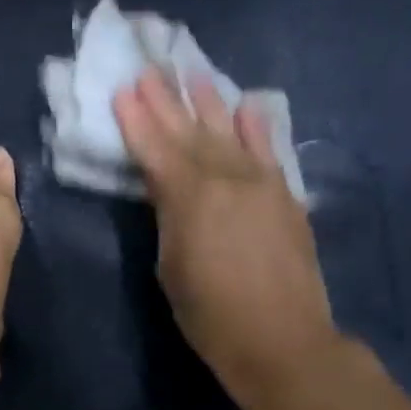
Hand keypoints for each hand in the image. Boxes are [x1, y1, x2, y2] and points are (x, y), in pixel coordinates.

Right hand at [113, 70, 335, 409]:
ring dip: (211, 103)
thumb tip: (170, 192)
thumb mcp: (171, 268)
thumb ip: (169, 219)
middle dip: (168, 101)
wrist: (281, 340)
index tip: (124, 90)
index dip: (137, 120)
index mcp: (188, 197)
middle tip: (151, 69)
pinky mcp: (286, 197)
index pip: (156, 149)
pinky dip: (257, 128)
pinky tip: (248, 107)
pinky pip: (268, 152)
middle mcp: (226, 178)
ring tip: (195, 75)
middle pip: (190, 132)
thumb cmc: (210, 315)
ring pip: (230, 133)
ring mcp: (261, 184)